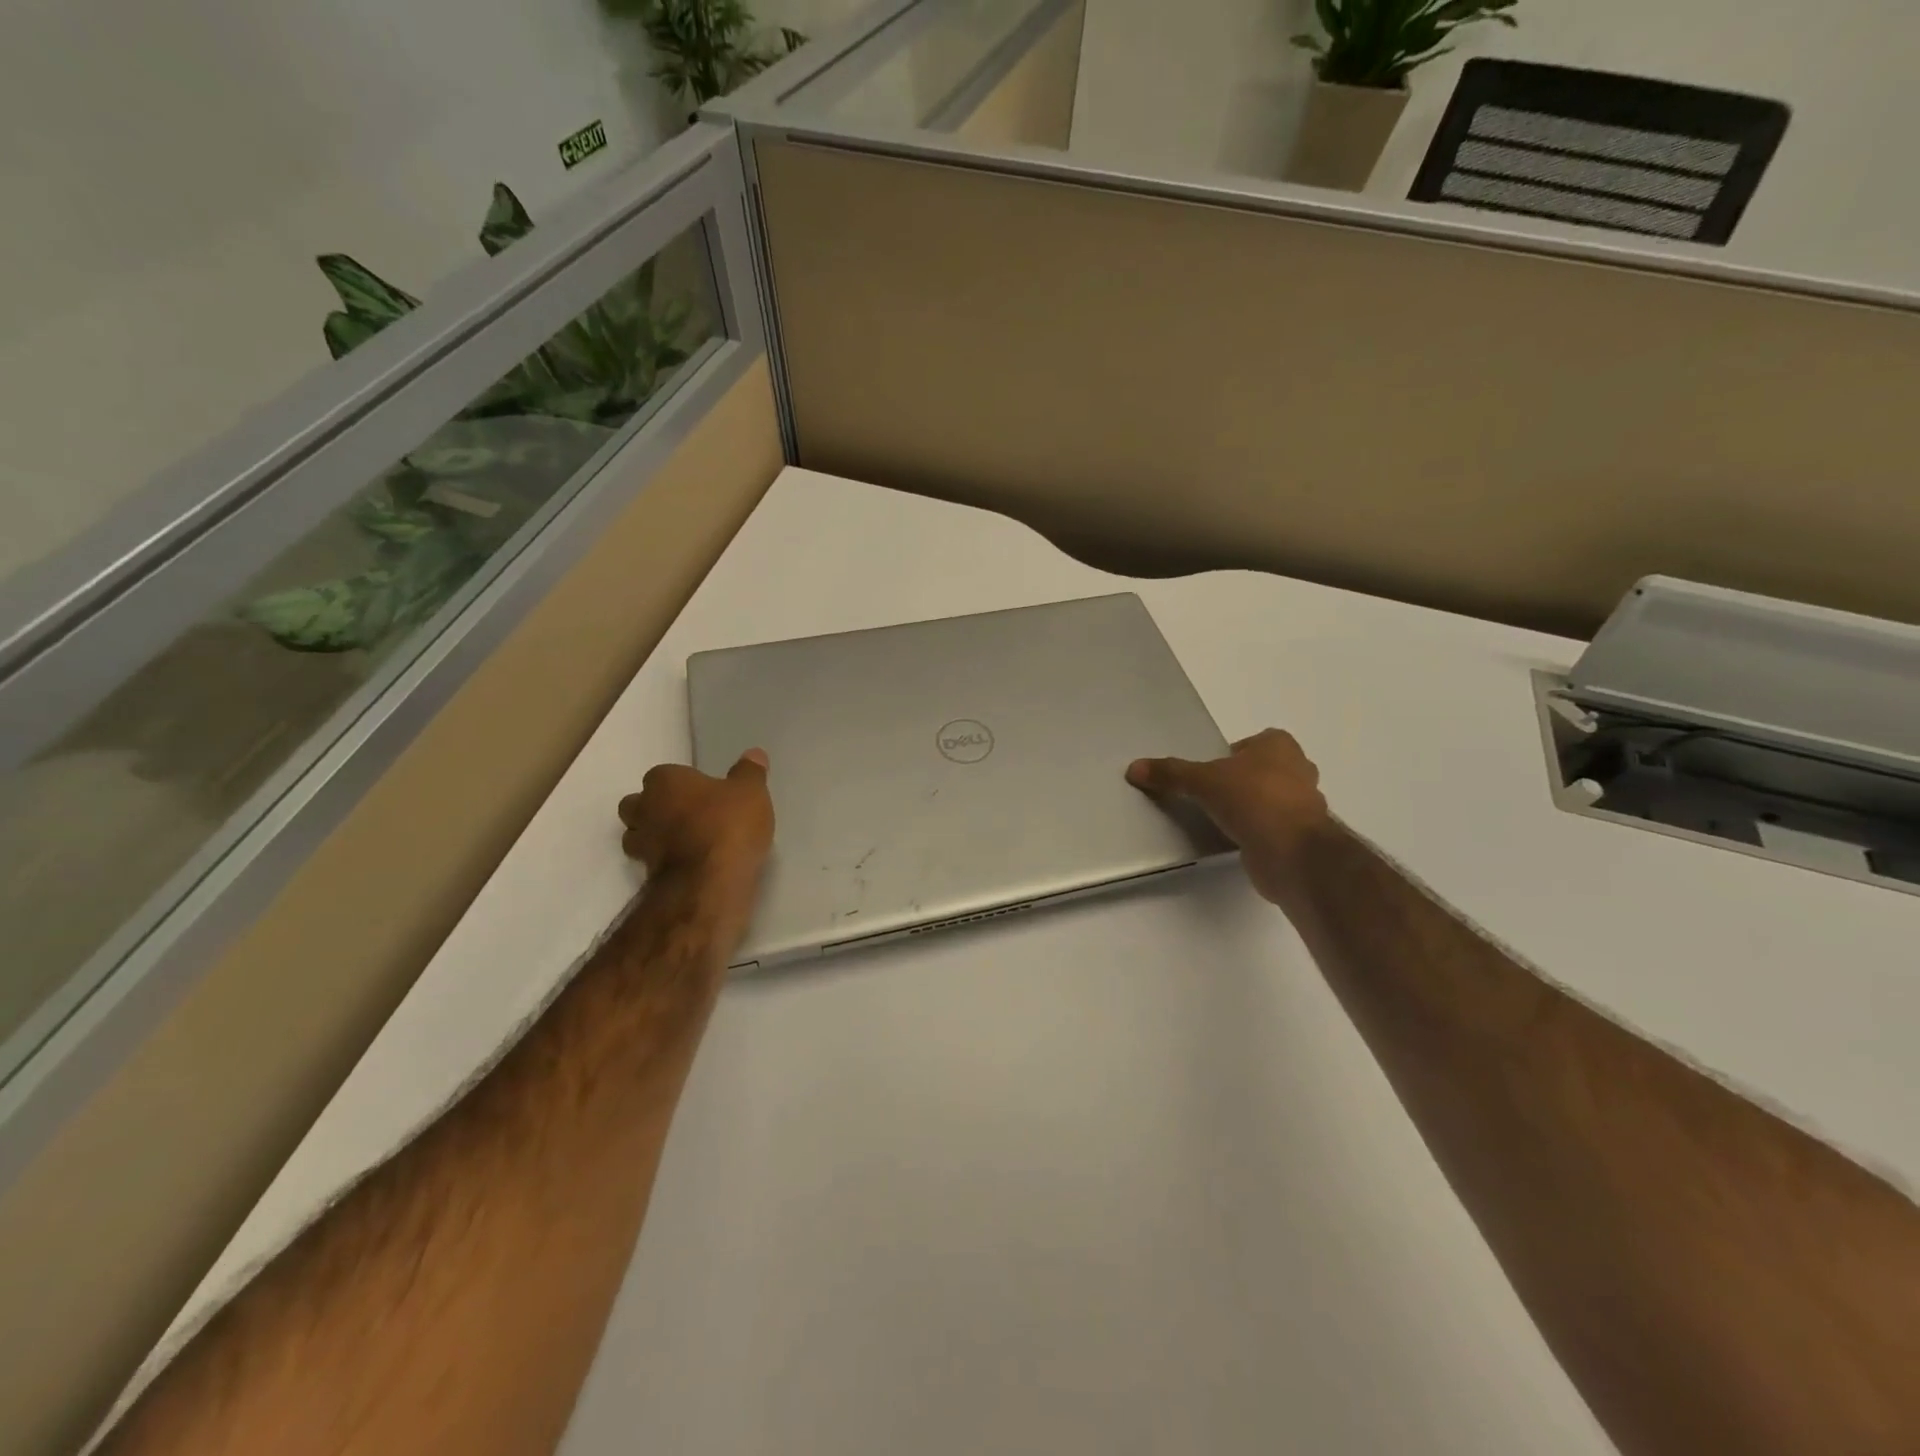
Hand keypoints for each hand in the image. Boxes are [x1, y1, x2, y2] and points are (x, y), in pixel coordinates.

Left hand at [618, 750, 774, 928]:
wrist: (710, 882)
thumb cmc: (728, 825)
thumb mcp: (751, 793)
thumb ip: (750, 772)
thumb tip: (754, 753)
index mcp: (664, 782)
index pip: (662, 775)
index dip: (681, 784)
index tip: (702, 793)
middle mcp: (644, 810)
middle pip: (637, 805)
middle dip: (655, 809)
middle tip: (688, 815)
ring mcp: (642, 845)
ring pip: (638, 836)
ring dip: (655, 837)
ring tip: (686, 843)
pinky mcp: (647, 876)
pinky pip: (652, 863)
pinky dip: (665, 863)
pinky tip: (690, 866)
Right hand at [1127, 729, 1331, 903]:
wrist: (1291, 853)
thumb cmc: (1253, 800)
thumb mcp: (1202, 781)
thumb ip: (1170, 773)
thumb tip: (1133, 768)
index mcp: (1280, 746)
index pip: (1252, 742)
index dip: (1231, 755)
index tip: (1209, 771)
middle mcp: (1298, 770)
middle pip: (1262, 770)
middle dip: (1241, 780)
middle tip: (1210, 793)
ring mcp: (1304, 805)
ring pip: (1270, 799)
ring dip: (1250, 807)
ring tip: (1219, 817)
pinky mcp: (1300, 836)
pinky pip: (1272, 826)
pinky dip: (1256, 831)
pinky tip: (1233, 838)